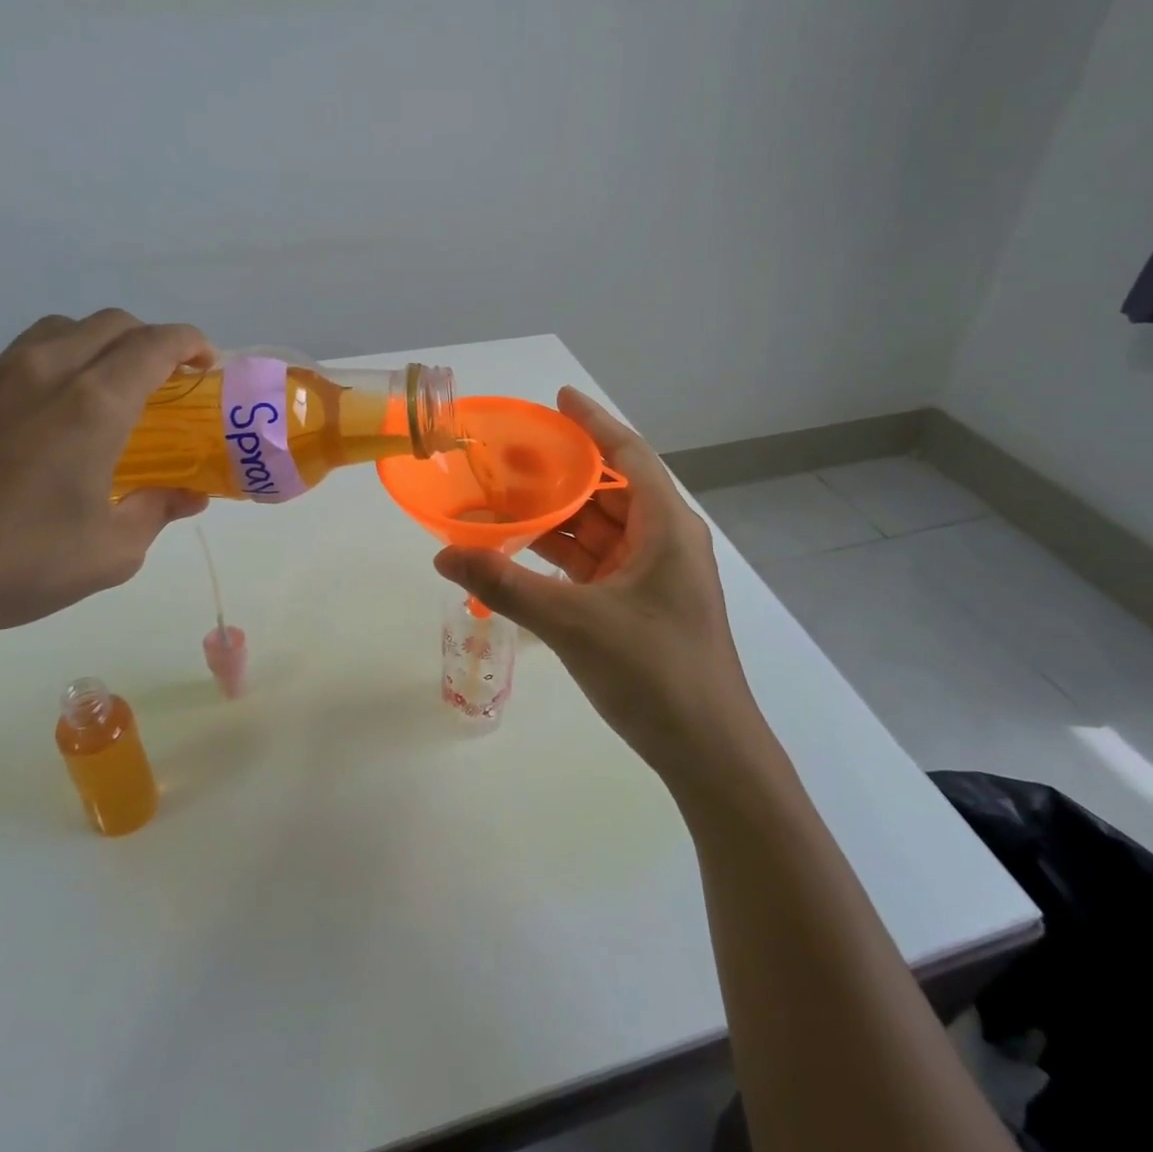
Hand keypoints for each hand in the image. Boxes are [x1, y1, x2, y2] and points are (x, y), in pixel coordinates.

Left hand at [0, 311, 213, 652]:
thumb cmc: (15, 564)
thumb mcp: (110, 552)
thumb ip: (157, 511)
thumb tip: (188, 497)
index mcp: (93, 404)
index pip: (155, 343)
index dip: (191, 343)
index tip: (206, 365)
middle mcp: (43, 373)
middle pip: (109, 323)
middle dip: (149, 340)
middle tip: (164, 382)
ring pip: (57, 332)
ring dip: (96, 346)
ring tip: (105, 393)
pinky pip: (14, 362)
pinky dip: (49, 371)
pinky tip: (41, 427)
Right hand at [434, 387, 768, 785]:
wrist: (708, 752)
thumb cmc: (653, 673)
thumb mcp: (573, 623)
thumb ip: (505, 585)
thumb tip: (444, 555)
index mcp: (665, 526)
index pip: (627, 454)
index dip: (593, 422)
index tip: (557, 399)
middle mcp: (663, 539)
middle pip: (608, 488)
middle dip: (561, 471)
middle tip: (508, 454)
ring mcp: (653, 573)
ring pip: (599, 527)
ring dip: (556, 515)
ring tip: (503, 496)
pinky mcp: (641, 603)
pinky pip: (597, 561)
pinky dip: (562, 553)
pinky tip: (522, 549)